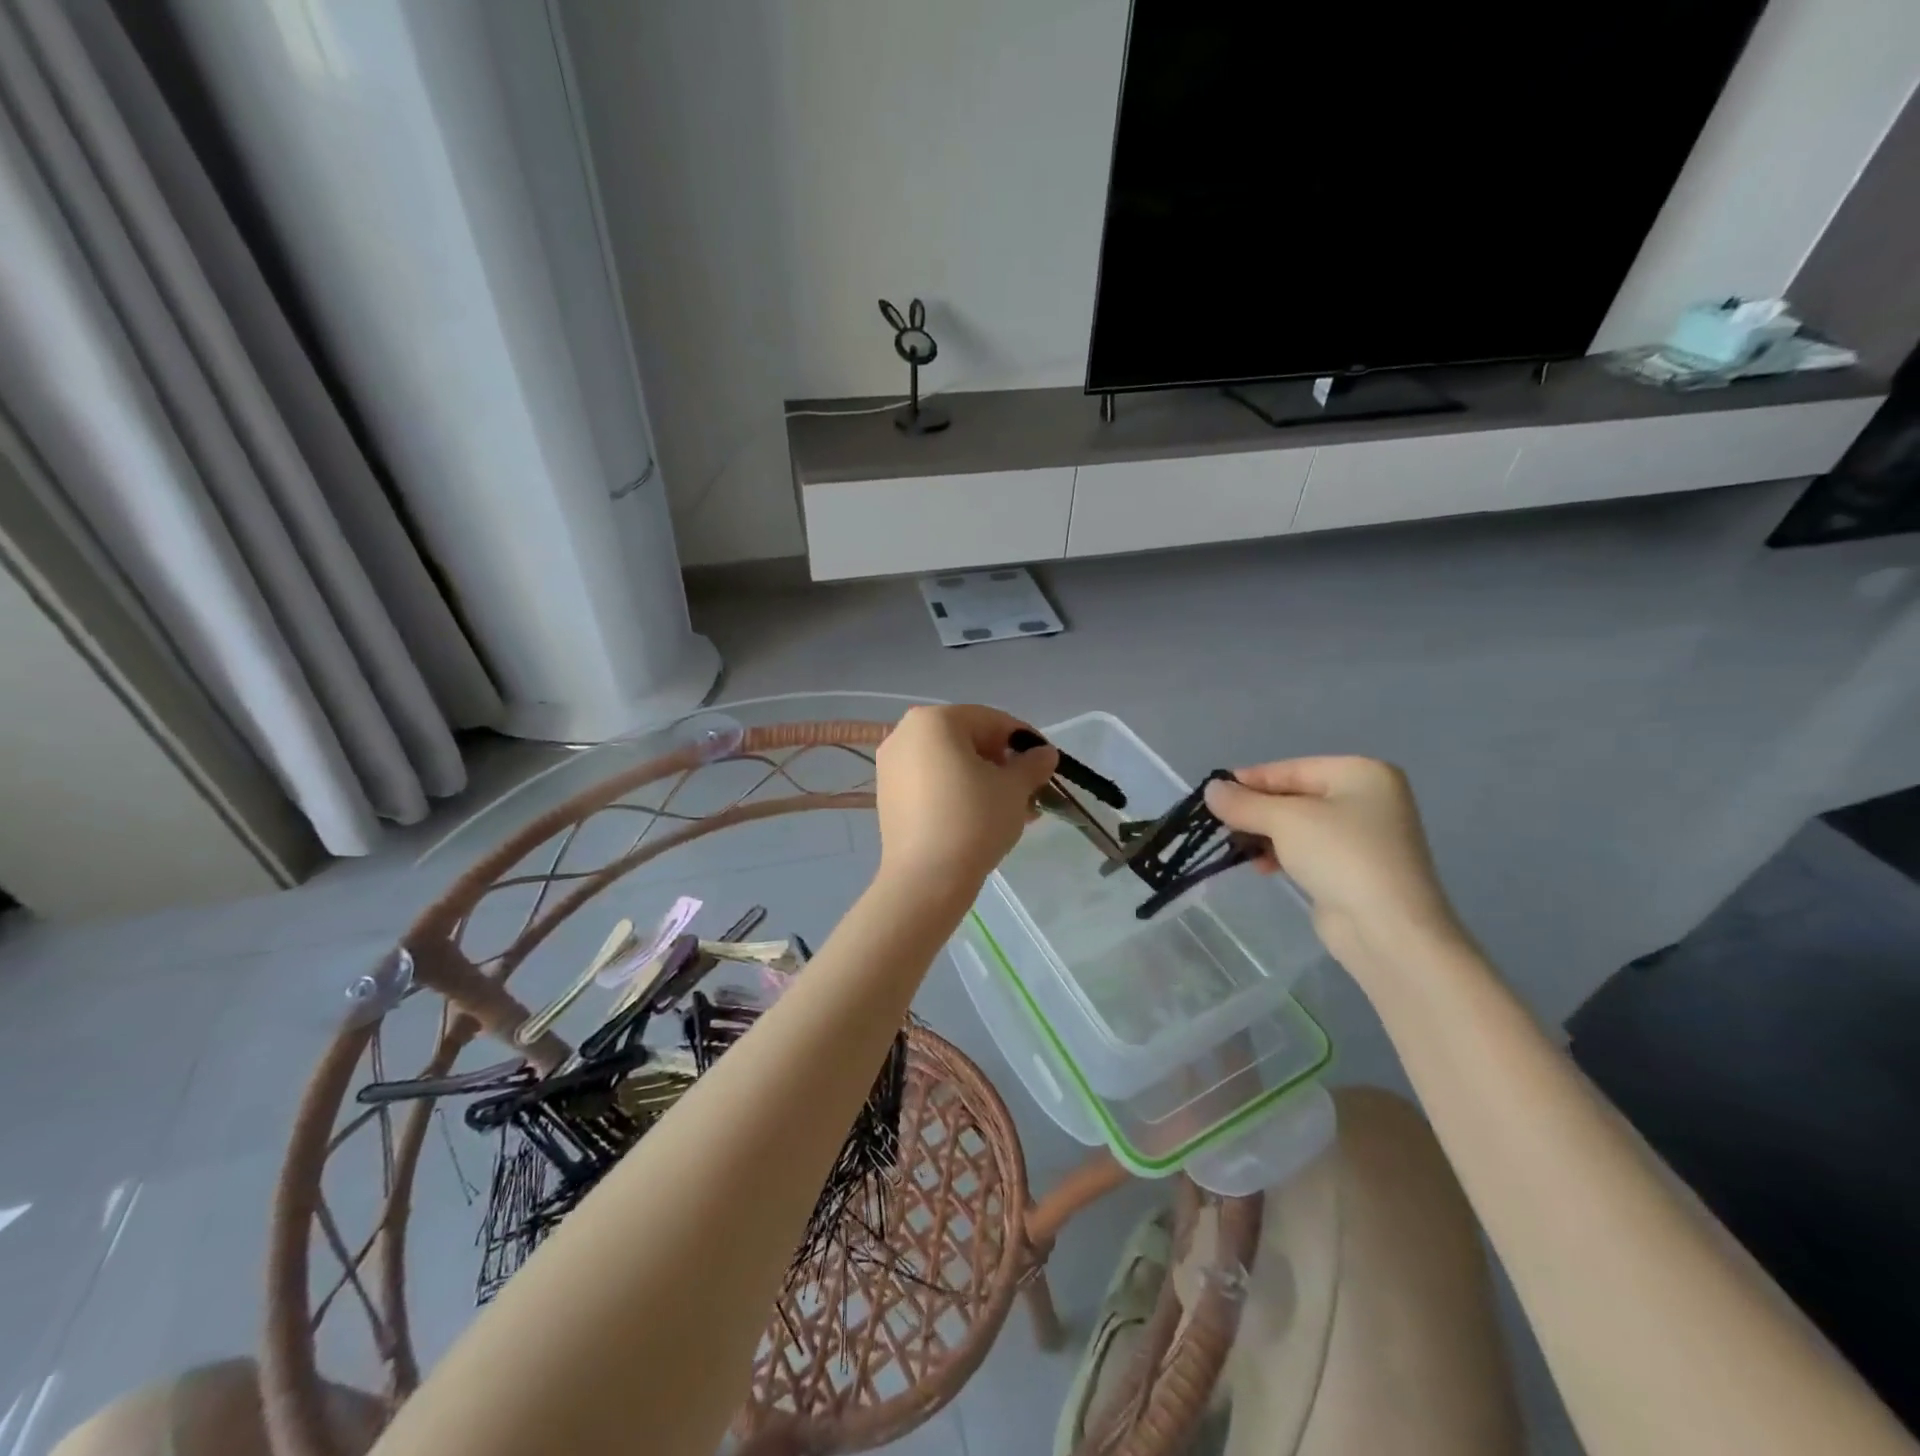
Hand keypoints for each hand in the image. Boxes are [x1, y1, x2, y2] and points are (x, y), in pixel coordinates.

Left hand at [874, 705, 1058, 899]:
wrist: (926, 879)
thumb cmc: (974, 820)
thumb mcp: (1014, 789)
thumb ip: (1032, 764)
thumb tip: (1044, 754)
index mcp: (935, 720)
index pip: (992, 720)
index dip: (1025, 741)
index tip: (1047, 764)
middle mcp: (906, 733)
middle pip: (968, 740)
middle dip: (1003, 764)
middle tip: (1030, 792)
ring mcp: (892, 765)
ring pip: (950, 764)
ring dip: (984, 781)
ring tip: (1014, 811)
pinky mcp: (888, 795)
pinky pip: (932, 782)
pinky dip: (958, 792)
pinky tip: (983, 818)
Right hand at [1204, 757, 1465, 974]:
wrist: (1388, 929)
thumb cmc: (1340, 856)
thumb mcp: (1284, 820)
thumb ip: (1244, 803)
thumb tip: (1211, 789)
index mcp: (1361, 773)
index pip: (1291, 768)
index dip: (1249, 780)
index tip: (1212, 793)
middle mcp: (1369, 798)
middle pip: (1296, 796)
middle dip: (1256, 810)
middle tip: (1219, 823)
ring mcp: (1365, 836)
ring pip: (1300, 825)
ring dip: (1265, 834)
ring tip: (1236, 848)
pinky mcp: (1357, 869)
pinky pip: (1310, 850)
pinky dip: (1283, 854)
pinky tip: (1262, 867)